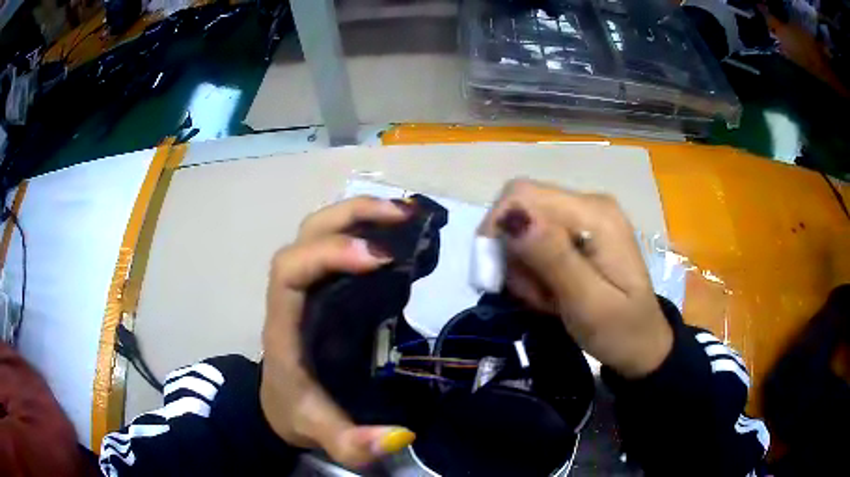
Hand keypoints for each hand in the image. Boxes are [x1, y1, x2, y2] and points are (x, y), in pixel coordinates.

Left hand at [260, 197, 415, 466]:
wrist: (281, 405)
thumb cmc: (296, 412)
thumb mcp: (320, 434)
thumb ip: (352, 445)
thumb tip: (399, 436)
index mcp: (284, 325)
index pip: (290, 269)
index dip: (329, 255)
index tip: (379, 259)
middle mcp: (292, 295)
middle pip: (307, 234)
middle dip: (352, 217)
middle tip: (403, 217)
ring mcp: (309, 287)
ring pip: (320, 229)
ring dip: (359, 214)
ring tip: (405, 214)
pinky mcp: (325, 289)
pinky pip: (337, 245)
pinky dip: (365, 229)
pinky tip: (396, 233)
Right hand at [479, 179, 672, 377]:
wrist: (642, 345)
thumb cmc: (620, 330)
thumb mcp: (589, 304)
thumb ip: (554, 259)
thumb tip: (513, 217)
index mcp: (595, 215)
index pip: (523, 195)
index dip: (497, 229)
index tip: (494, 276)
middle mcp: (588, 204)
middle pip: (521, 209)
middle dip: (513, 255)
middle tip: (531, 296)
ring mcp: (584, 217)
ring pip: (524, 228)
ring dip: (523, 268)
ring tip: (547, 300)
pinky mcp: (579, 233)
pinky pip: (536, 241)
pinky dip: (533, 270)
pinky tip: (551, 293)